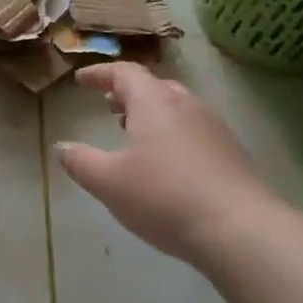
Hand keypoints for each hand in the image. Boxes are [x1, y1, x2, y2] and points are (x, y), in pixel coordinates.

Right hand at [55, 63, 281, 264]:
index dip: (100, 74)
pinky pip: (192, 129)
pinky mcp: (230, 153)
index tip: (81, 80)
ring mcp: (213, 127)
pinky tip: (165, 162)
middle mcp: (185, 105)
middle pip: (154, 86)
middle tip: (108, 104)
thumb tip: (62, 147)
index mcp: (153, 102)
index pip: (124, 73)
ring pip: (176, 107)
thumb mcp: (108, 182)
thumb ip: (80, 162)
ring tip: (132, 131)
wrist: (240, 229)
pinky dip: (171, 132)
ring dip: (150, 113)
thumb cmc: (164, 196)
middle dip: (128, 92)